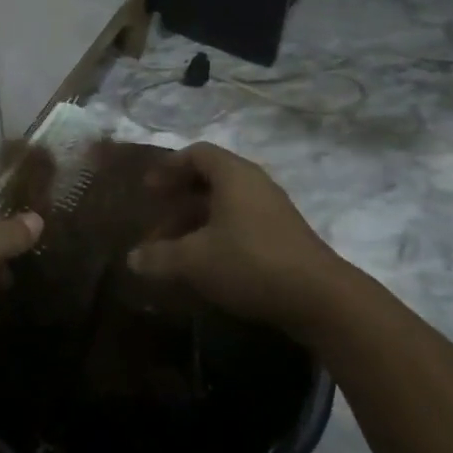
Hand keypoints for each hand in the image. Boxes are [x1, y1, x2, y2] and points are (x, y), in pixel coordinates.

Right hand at [127, 143, 337, 329]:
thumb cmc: (250, 262)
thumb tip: (132, 259)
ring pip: (225, 205)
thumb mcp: (195, 260)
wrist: (321, 299)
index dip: (169, 167)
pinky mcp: (283, 238)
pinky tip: (204, 264)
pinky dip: (216, 235)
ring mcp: (272, 211)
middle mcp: (254, 184)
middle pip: (210, 179)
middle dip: (179, 198)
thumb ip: (160, 257)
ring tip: (174, 248)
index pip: (197, 153)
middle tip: (156, 216)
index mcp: (233, 175)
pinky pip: (240, 224)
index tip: (148, 187)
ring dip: (196, 221)